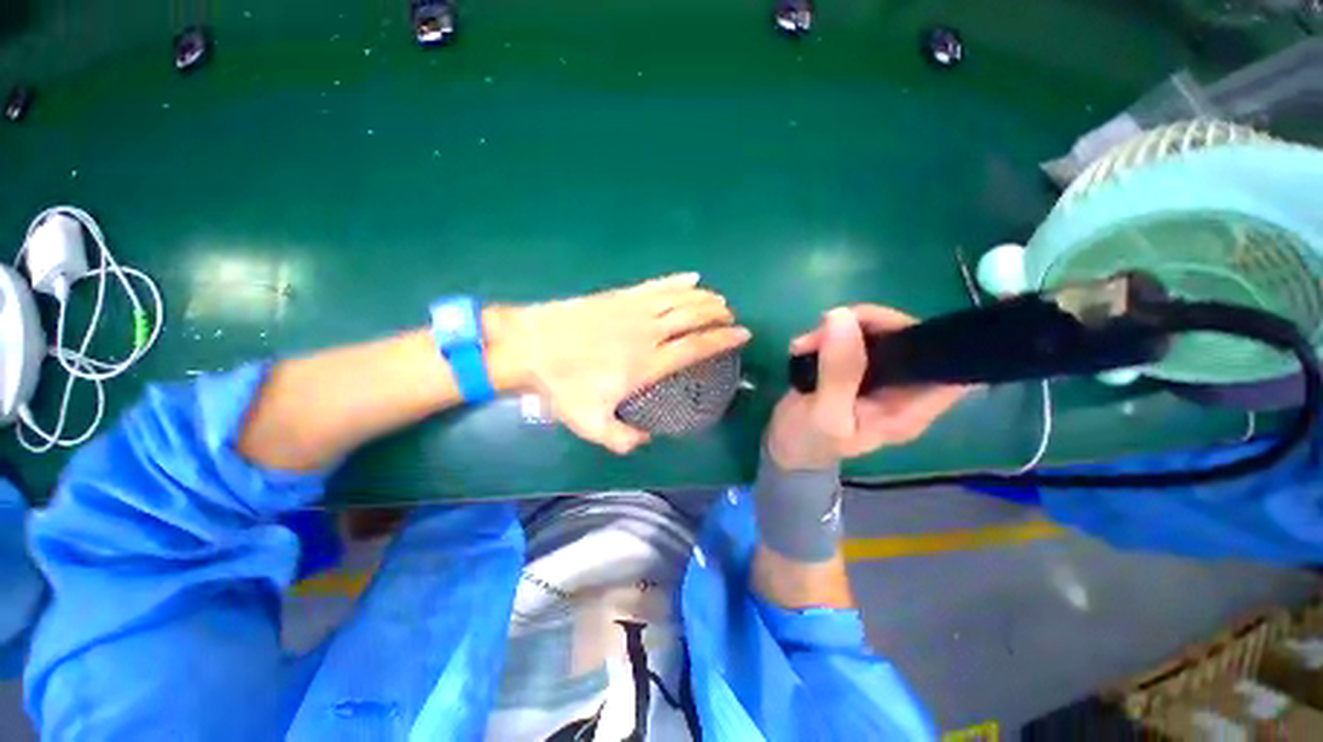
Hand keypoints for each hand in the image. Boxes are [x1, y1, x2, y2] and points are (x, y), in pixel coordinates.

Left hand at [495, 274, 750, 453]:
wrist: (530, 347)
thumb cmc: (562, 386)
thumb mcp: (591, 424)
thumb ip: (623, 438)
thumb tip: (647, 438)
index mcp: (647, 363)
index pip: (695, 347)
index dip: (722, 340)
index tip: (742, 335)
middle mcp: (647, 333)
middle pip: (692, 316)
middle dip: (717, 313)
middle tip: (730, 316)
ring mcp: (633, 310)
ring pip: (678, 297)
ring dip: (703, 296)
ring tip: (718, 298)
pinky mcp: (619, 295)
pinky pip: (655, 285)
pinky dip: (676, 280)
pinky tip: (690, 277)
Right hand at [766, 305, 967, 470]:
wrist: (784, 445)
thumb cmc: (807, 439)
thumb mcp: (823, 413)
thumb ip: (838, 372)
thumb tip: (842, 318)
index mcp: (908, 408)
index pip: (945, 366)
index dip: (926, 339)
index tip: (880, 327)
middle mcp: (901, 388)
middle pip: (908, 339)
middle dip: (867, 325)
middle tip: (825, 328)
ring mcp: (879, 376)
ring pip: (877, 333)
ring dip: (841, 328)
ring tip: (805, 343)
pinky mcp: (856, 367)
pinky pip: (854, 337)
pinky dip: (830, 334)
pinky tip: (807, 345)